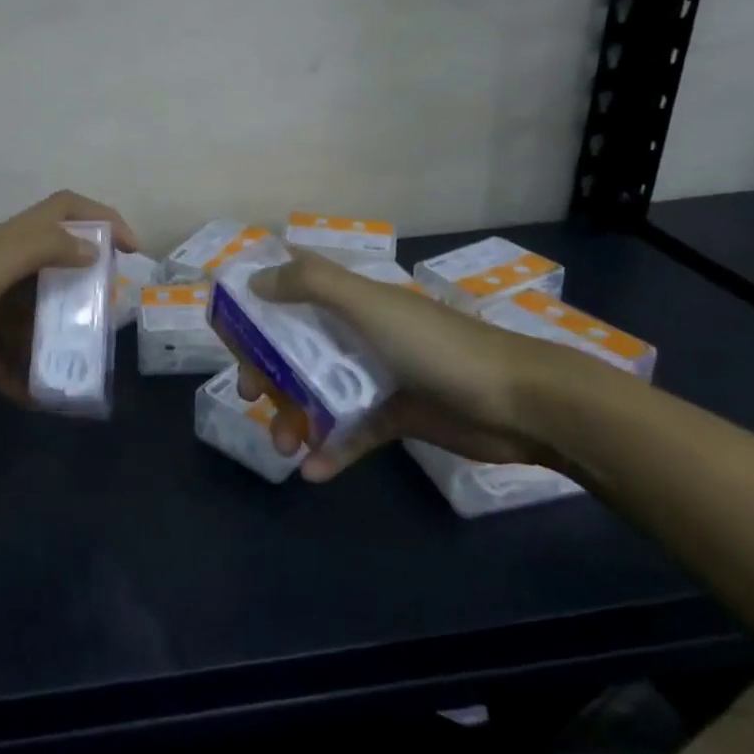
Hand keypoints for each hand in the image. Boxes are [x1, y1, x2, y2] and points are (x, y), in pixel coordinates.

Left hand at [0, 191, 138, 406]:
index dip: (102, 219)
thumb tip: (93, 249)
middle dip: (85, 292)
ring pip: (31, 320)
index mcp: (10, 241)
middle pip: (55, 270)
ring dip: (56, 342)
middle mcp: (1, 268)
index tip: (132, 250)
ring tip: (83, 370)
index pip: (65, 211)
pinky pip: (3, 360)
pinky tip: (42, 401)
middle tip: (108, 322)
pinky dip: (22, 377)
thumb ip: (44, 249)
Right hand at [229, 249, 562, 481]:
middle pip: (298, 348)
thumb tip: (256, 281)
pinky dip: (333, 449)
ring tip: (282, 446)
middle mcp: (360, 333)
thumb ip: (313, 285)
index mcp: (354, 301)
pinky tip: (315, 471)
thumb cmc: (439, 346)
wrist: (521, 402)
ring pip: (320, 392)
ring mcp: (379, 375)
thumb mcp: (371, 305)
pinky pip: (353, 432)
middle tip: (250, 397)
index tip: (231, 329)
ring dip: (294, 417)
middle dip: (268, 371)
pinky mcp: (397, 415)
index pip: (296, 291)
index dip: (261, 305)